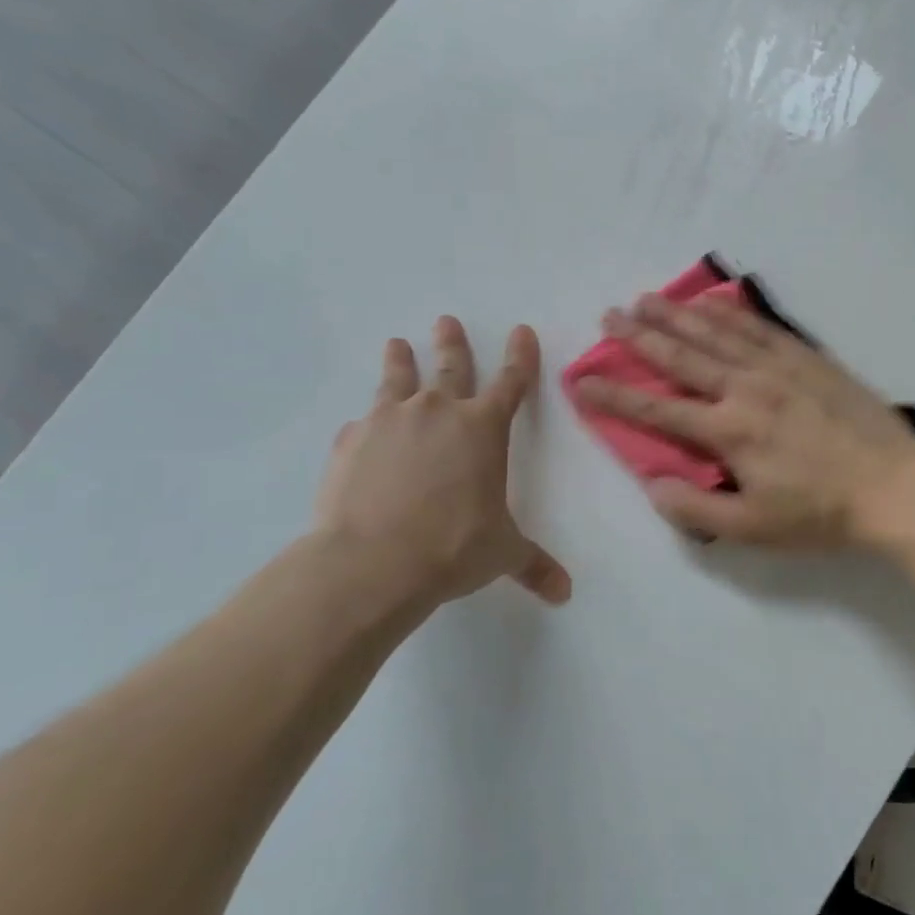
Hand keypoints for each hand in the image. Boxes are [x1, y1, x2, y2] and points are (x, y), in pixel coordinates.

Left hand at [314, 316, 571, 615]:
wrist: (372, 561)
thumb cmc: (453, 548)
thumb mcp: (502, 554)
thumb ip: (534, 565)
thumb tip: (564, 593)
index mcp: (483, 429)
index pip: (511, 382)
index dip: (520, 357)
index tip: (521, 331)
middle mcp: (438, 412)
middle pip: (450, 366)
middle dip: (453, 343)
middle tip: (446, 321)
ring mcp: (389, 421)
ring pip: (397, 379)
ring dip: (400, 360)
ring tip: (397, 344)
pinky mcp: (351, 441)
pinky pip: (363, 424)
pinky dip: (368, 423)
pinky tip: (363, 429)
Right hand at [573, 294, 914, 545]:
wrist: (894, 486)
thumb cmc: (821, 513)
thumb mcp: (754, 528)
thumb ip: (697, 508)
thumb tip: (652, 484)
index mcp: (730, 431)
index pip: (658, 410)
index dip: (615, 395)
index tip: (581, 380)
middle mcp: (747, 388)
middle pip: (683, 357)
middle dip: (640, 337)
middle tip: (609, 316)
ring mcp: (780, 367)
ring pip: (717, 333)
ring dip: (678, 316)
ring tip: (647, 300)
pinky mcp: (808, 358)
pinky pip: (760, 327)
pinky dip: (731, 312)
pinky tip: (713, 302)